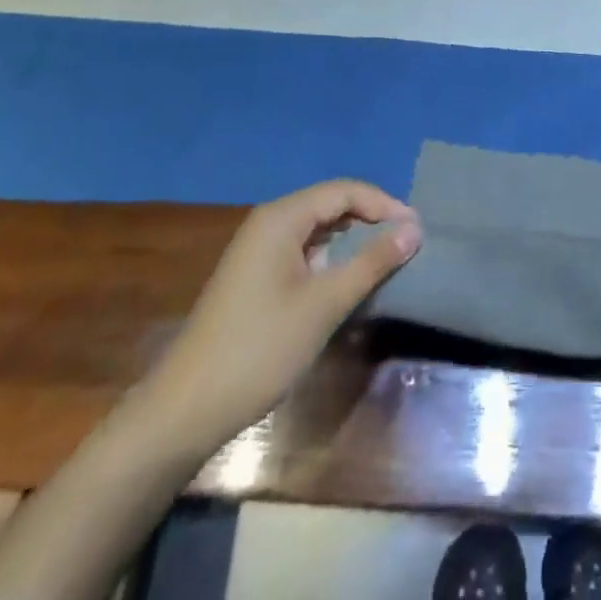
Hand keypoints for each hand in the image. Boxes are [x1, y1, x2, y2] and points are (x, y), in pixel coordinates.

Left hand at [144, 179, 420, 452]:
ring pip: (317, 229)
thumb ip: (372, 262)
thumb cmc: (260, 349)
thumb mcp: (325, 304)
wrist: (184, 411)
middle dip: (370, 219)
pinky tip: (347, 281)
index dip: (383, 204)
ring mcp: (258, 251)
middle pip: (330, 205)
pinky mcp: (254, 278)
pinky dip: (331, 259)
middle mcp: (268, 223)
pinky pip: (303, 251)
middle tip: (406, 243)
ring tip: (386, 260)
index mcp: (281, 218)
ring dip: (352, 239)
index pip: (344, 190)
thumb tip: (414, 229)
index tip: (416, 230)